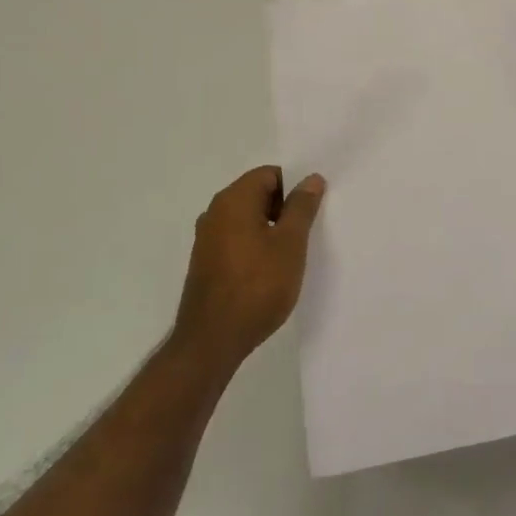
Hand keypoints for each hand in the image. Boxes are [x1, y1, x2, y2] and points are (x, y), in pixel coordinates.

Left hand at [174, 167, 325, 367]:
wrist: (212, 341)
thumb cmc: (257, 286)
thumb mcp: (290, 244)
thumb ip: (302, 207)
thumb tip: (310, 178)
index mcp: (233, 200)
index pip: (269, 174)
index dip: (293, 188)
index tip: (310, 213)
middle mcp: (214, 212)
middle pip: (256, 194)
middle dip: (283, 209)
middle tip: (305, 234)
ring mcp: (206, 239)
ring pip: (246, 220)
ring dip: (269, 230)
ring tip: (290, 256)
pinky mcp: (205, 263)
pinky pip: (236, 240)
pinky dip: (254, 247)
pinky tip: (268, 272)